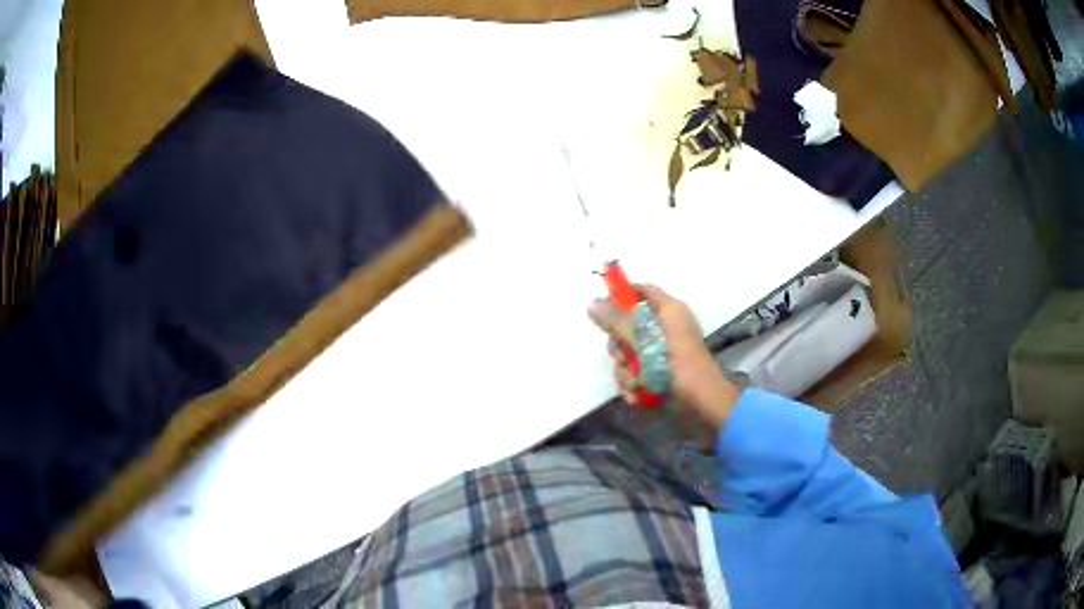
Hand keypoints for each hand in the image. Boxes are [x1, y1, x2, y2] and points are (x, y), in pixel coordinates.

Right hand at [588, 285, 739, 430]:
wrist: (702, 405)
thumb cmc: (678, 367)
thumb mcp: (645, 342)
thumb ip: (617, 322)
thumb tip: (591, 303)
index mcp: (669, 312)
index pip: (643, 291)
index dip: (622, 294)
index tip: (603, 307)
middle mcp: (665, 328)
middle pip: (629, 326)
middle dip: (619, 347)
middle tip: (621, 358)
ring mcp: (662, 352)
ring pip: (629, 353)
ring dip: (625, 372)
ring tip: (635, 384)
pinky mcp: (659, 373)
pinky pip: (636, 372)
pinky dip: (633, 384)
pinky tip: (637, 395)